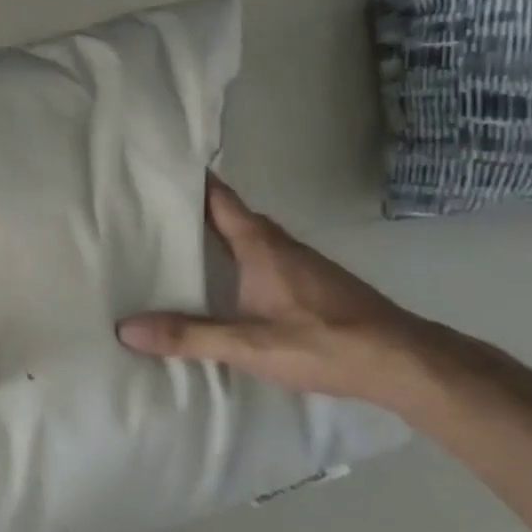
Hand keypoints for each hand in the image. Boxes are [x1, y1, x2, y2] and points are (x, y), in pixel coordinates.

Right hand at [116, 177, 445, 409]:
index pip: (218, 199)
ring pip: (249, 236)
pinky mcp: (314, 284)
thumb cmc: (323, 341)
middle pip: (231, 214)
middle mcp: (280, 244)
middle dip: (195, 208)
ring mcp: (302, 263)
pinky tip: (226, 281)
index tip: (157, 167)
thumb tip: (125, 328)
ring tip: (180, 243)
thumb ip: (188, 335)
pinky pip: (264, 256)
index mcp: (260, 245)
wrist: (406, 363)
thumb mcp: (248, 344)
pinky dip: (238, 256)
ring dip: (218, 233)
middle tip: (152, 209)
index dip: (190, 180)